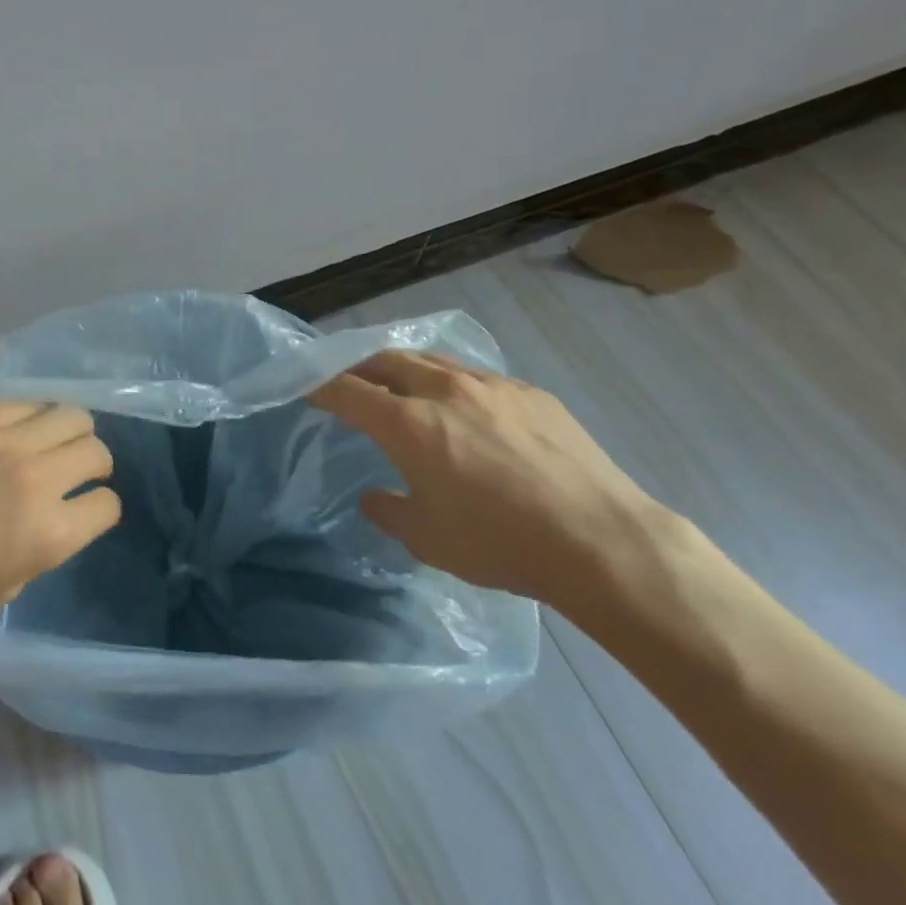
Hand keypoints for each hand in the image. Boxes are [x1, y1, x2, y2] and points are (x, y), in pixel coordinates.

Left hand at [0, 403, 120, 632]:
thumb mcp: (9, 584)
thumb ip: (47, 542)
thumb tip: (60, 509)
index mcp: (49, 530)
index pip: (108, 503)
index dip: (97, 510)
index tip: (83, 510)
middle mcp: (36, 475)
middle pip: (96, 448)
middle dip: (92, 464)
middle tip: (71, 473)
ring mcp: (3, 437)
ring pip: (69, 414)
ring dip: (66, 434)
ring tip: (46, 445)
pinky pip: (23, 403)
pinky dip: (28, 421)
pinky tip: (9, 436)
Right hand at [307, 351, 659, 605]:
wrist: (601, 540)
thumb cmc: (502, 544)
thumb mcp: (430, 540)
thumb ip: (390, 511)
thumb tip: (373, 497)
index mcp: (409, 423)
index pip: (347, 390)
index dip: (318, 385)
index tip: (303, 386)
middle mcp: (443, 389)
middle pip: (385, 360)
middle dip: (358, 367)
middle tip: (349, 382)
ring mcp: (490, 385)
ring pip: (431, 360)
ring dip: (406, 369)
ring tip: (402, 387)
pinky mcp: (529, 392)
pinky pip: (477, 377)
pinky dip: (453, 385)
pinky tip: (469, 412)